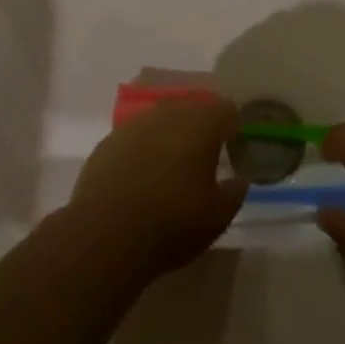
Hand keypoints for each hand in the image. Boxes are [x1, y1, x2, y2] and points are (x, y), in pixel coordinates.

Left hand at [66, 99, 247, 281]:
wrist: (104, 235)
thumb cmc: (171, 224)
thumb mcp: (217, 217)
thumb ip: (235, 192)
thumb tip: (240, 178)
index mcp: (201, 123)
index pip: (227, 109)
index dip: (234, 128)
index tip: (234, 151)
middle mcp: (169, 112)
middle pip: (194, 107)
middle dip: (202, 127)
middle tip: (205, 158)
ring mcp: (135, 123)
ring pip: (163, 118)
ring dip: (172, 134)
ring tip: (172, 166)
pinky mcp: (109, 140)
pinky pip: (136, 135)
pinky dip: (145, 147)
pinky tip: (142, 176)